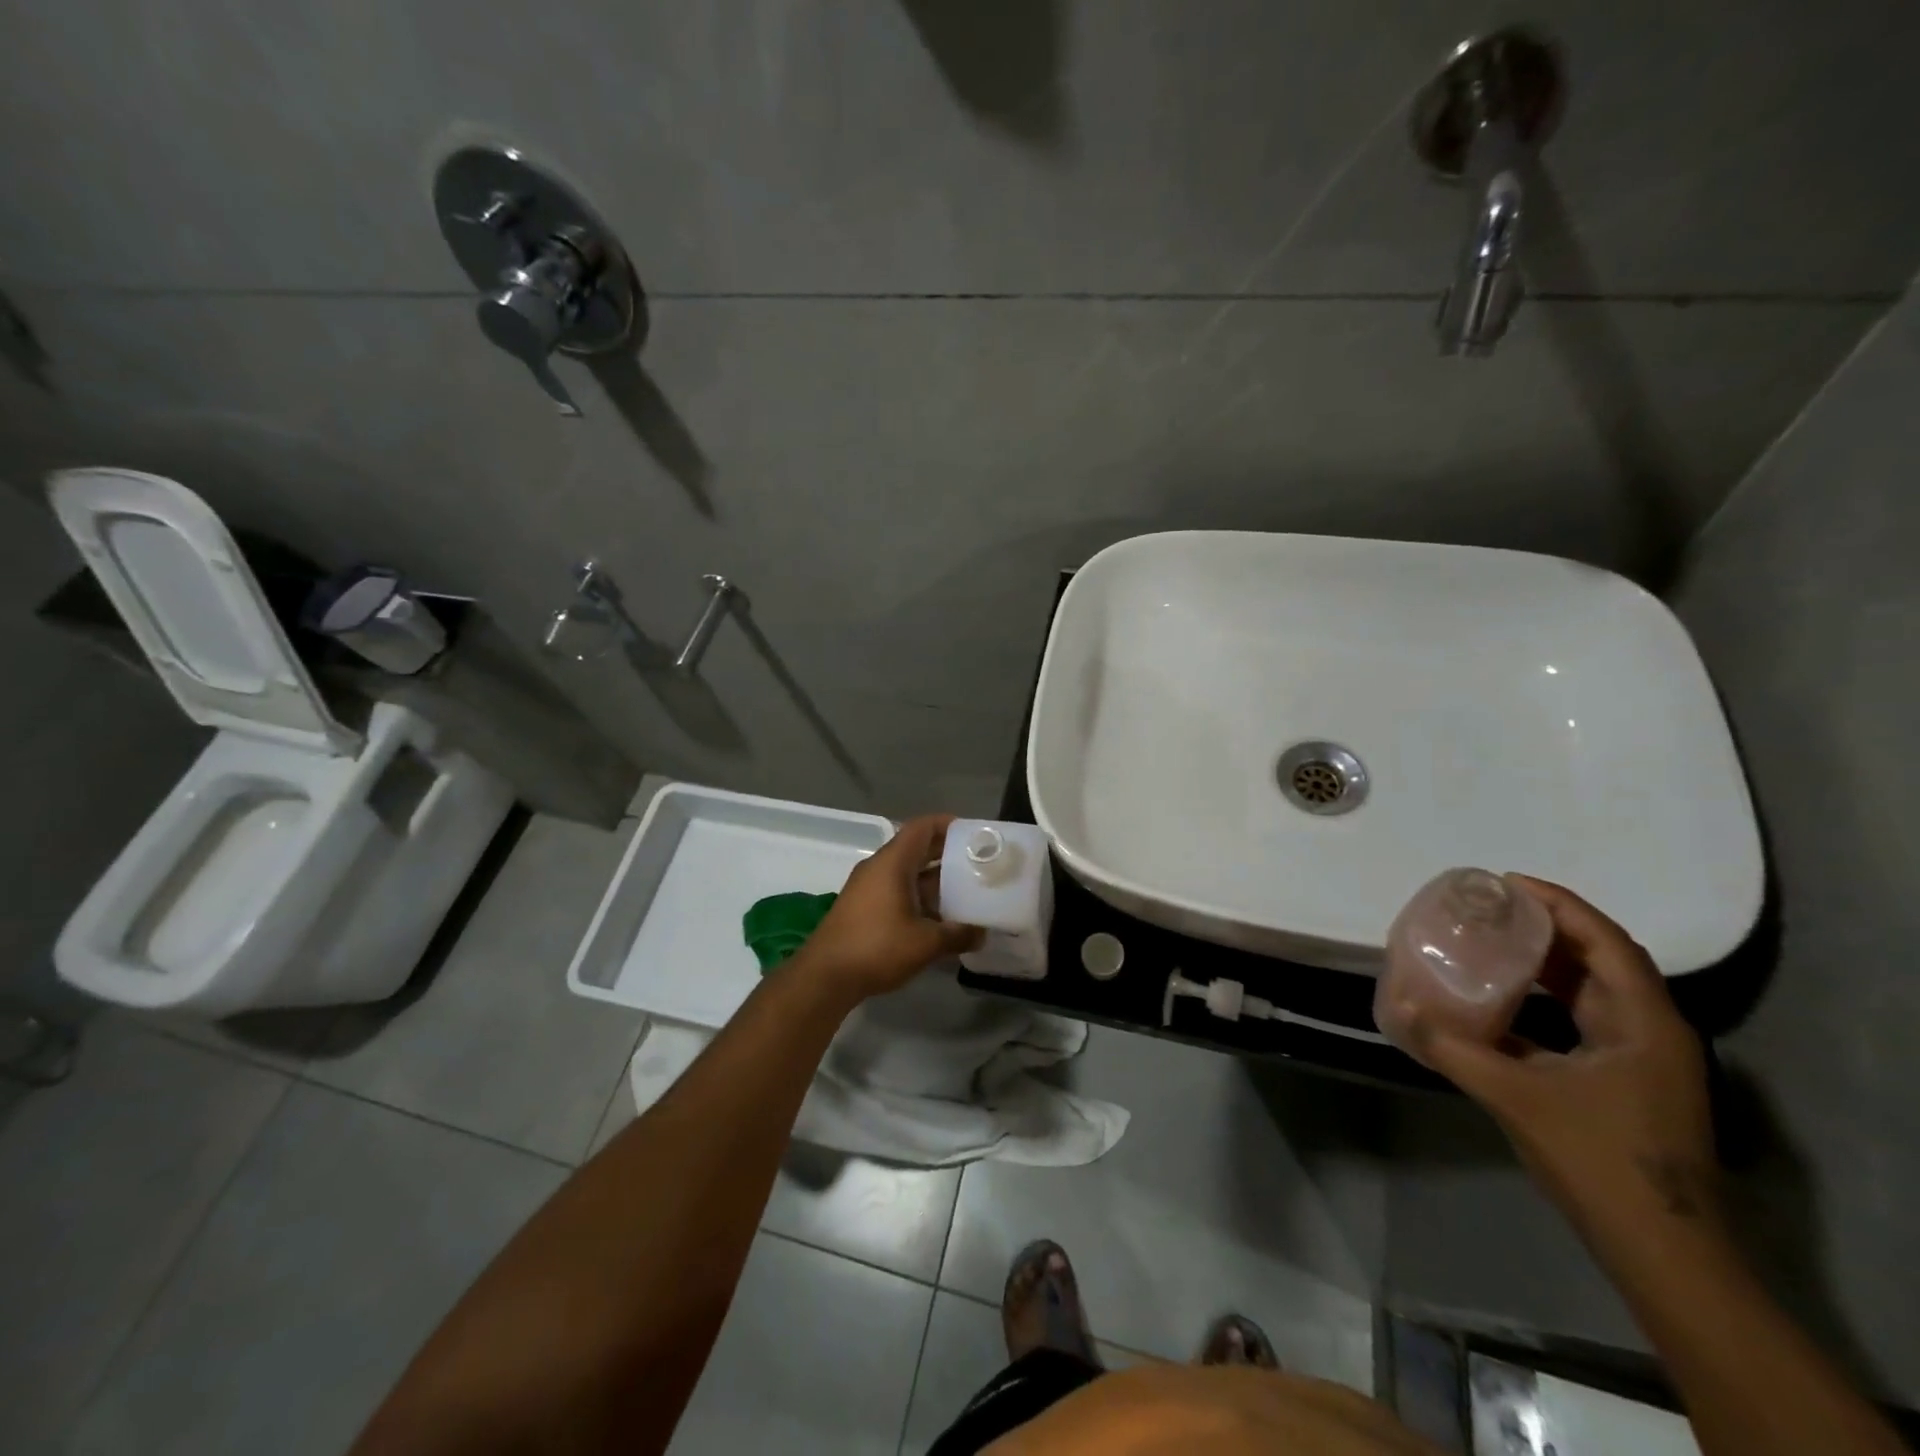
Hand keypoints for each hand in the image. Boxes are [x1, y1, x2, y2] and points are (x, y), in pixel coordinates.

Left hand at [789, 815, 980, 1003]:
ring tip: (965, 891)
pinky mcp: (863, 907)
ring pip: (907, 872)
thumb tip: (982, 933)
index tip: (973, 834)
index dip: (948, 825)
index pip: (922, 827)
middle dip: (946, 853)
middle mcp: (878, 867)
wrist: (825, 976)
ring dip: (934, 879)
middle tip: (977, 863)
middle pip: (916, 848)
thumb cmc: (877, 948)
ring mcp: (867, 887)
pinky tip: (938, 917)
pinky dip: (918, 896)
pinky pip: (896, 889)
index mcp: (892, 863)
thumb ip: (958, 935)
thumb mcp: (925, 943)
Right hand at [1418, 876, 1722, 1248]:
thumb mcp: (1515, 1096)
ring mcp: (1641, 1062)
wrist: (1663, 1251)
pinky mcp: (1624, 1086)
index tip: (1506, 882)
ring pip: (1591, 993)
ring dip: (1545, 966)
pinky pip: (1581, 1024)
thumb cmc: (1599, 1159)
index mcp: (1643, 1022)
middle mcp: (1650, 1031)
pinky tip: (1498, 1006)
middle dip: (1547, 928)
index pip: (1605, 941)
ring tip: (1490, 944)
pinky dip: (1543, 1005)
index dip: (1559, 904)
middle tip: (1490, 909)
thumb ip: (1453, 1048)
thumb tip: (1400, 1009)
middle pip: (1600, 960)